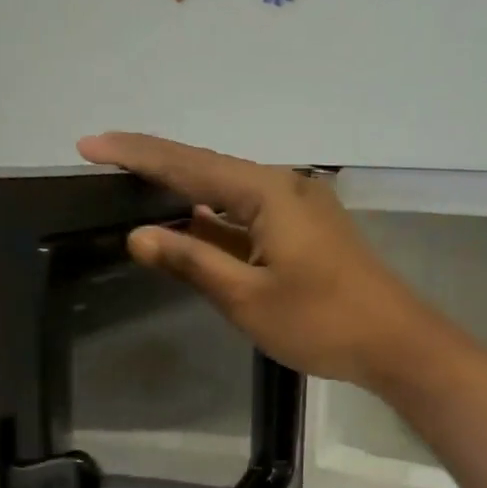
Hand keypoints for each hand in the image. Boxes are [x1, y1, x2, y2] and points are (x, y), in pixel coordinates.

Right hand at [76, 134, 450, 388]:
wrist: (397, 342)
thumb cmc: (322, 321)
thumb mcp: (247, 297)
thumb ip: (192, 262)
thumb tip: (139, 235)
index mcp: (267, 192)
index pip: (188, 164)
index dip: (136, 154)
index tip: (89, 145)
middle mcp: (284, 186)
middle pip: (207, 169)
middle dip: (155, 165)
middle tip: (104, 160)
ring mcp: (299, 208)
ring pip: (229, 193)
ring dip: (185, 193)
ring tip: (134, 187)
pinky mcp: (308, 231)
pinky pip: (249, 215)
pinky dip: (215, 219)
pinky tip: (191, 223)